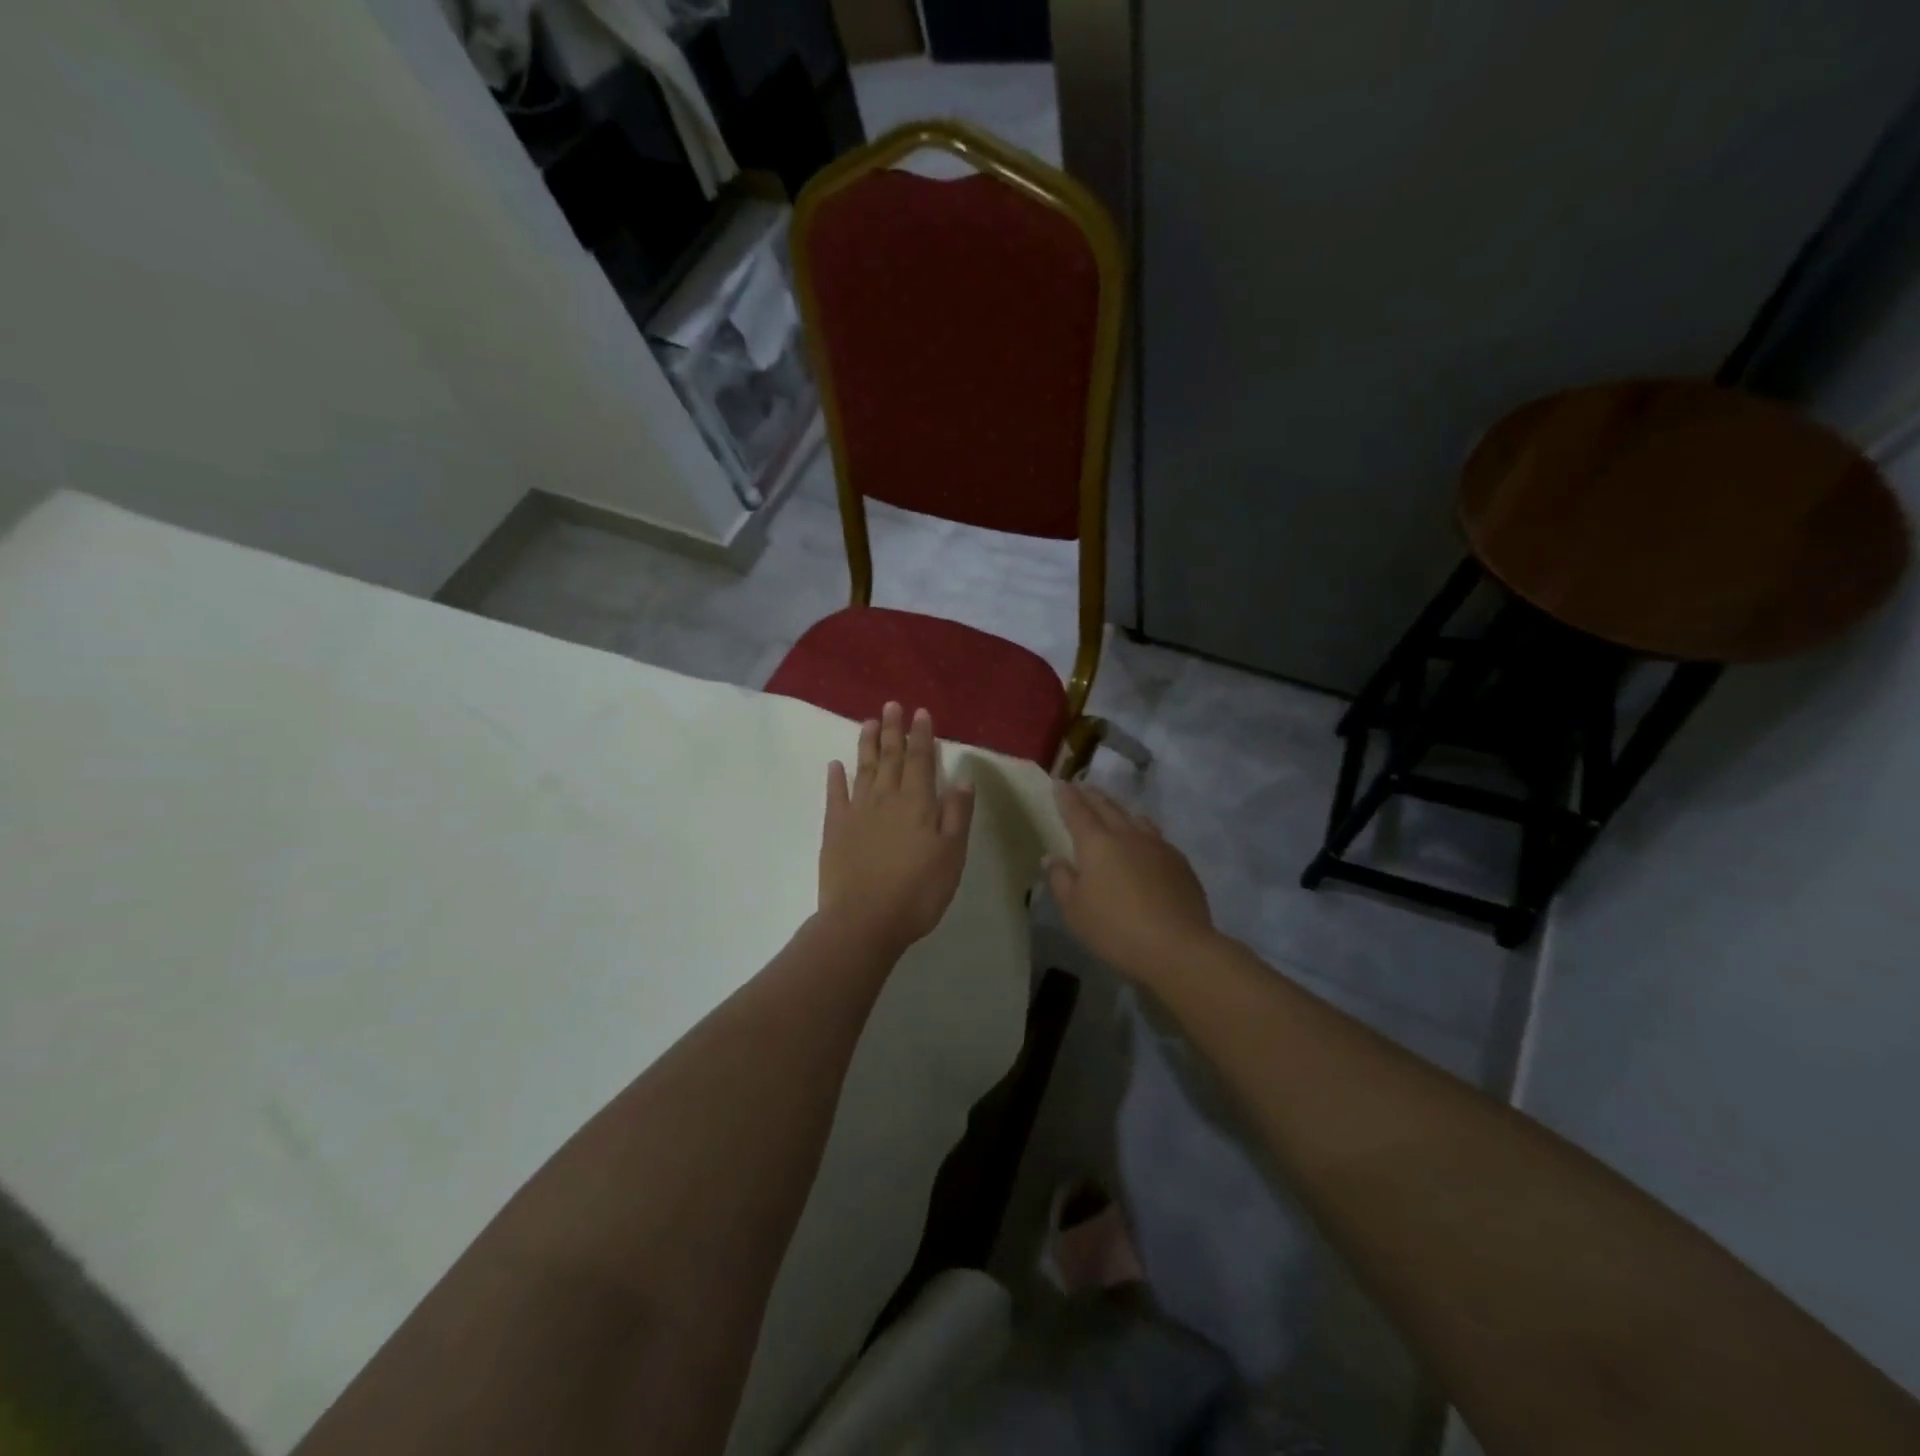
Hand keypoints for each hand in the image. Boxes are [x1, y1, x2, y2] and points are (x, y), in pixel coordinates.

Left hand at [819, 703, 975, 958]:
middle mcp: (887, 799)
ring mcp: (857, 812)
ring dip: (867, 744)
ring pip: (864, 769)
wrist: (864, 920)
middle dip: (893, 730)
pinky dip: (836, 777)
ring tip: (868, 721)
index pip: (921, 760)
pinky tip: (835, 764)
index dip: (922, 735)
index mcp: (918, 803)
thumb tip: (963, 779)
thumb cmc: (918, 891)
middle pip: (890, 757)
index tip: (920, 712)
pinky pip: (836, 796)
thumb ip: (957, 815)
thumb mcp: (952, 855)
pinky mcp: (835, 829)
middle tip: (891, 705)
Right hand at [1046, 783, 1215, 982]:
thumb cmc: (1115, 929)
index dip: (1066, 796)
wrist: (1177, 947)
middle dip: (1092, 795)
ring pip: (1135, 818)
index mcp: (1096, 843)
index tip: (1060, 783)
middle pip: (1107, 807)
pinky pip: (1156, 836)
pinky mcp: (1179, 862)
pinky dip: (1142, 831)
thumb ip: (1061, 879)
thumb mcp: (1075, 910)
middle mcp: (1127, 835)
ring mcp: (1158, 846)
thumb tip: (1052, 857)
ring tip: (1113, 808)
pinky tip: (1144, 843)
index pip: (1077, 811)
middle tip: (1082, 787)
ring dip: (1120, 809)